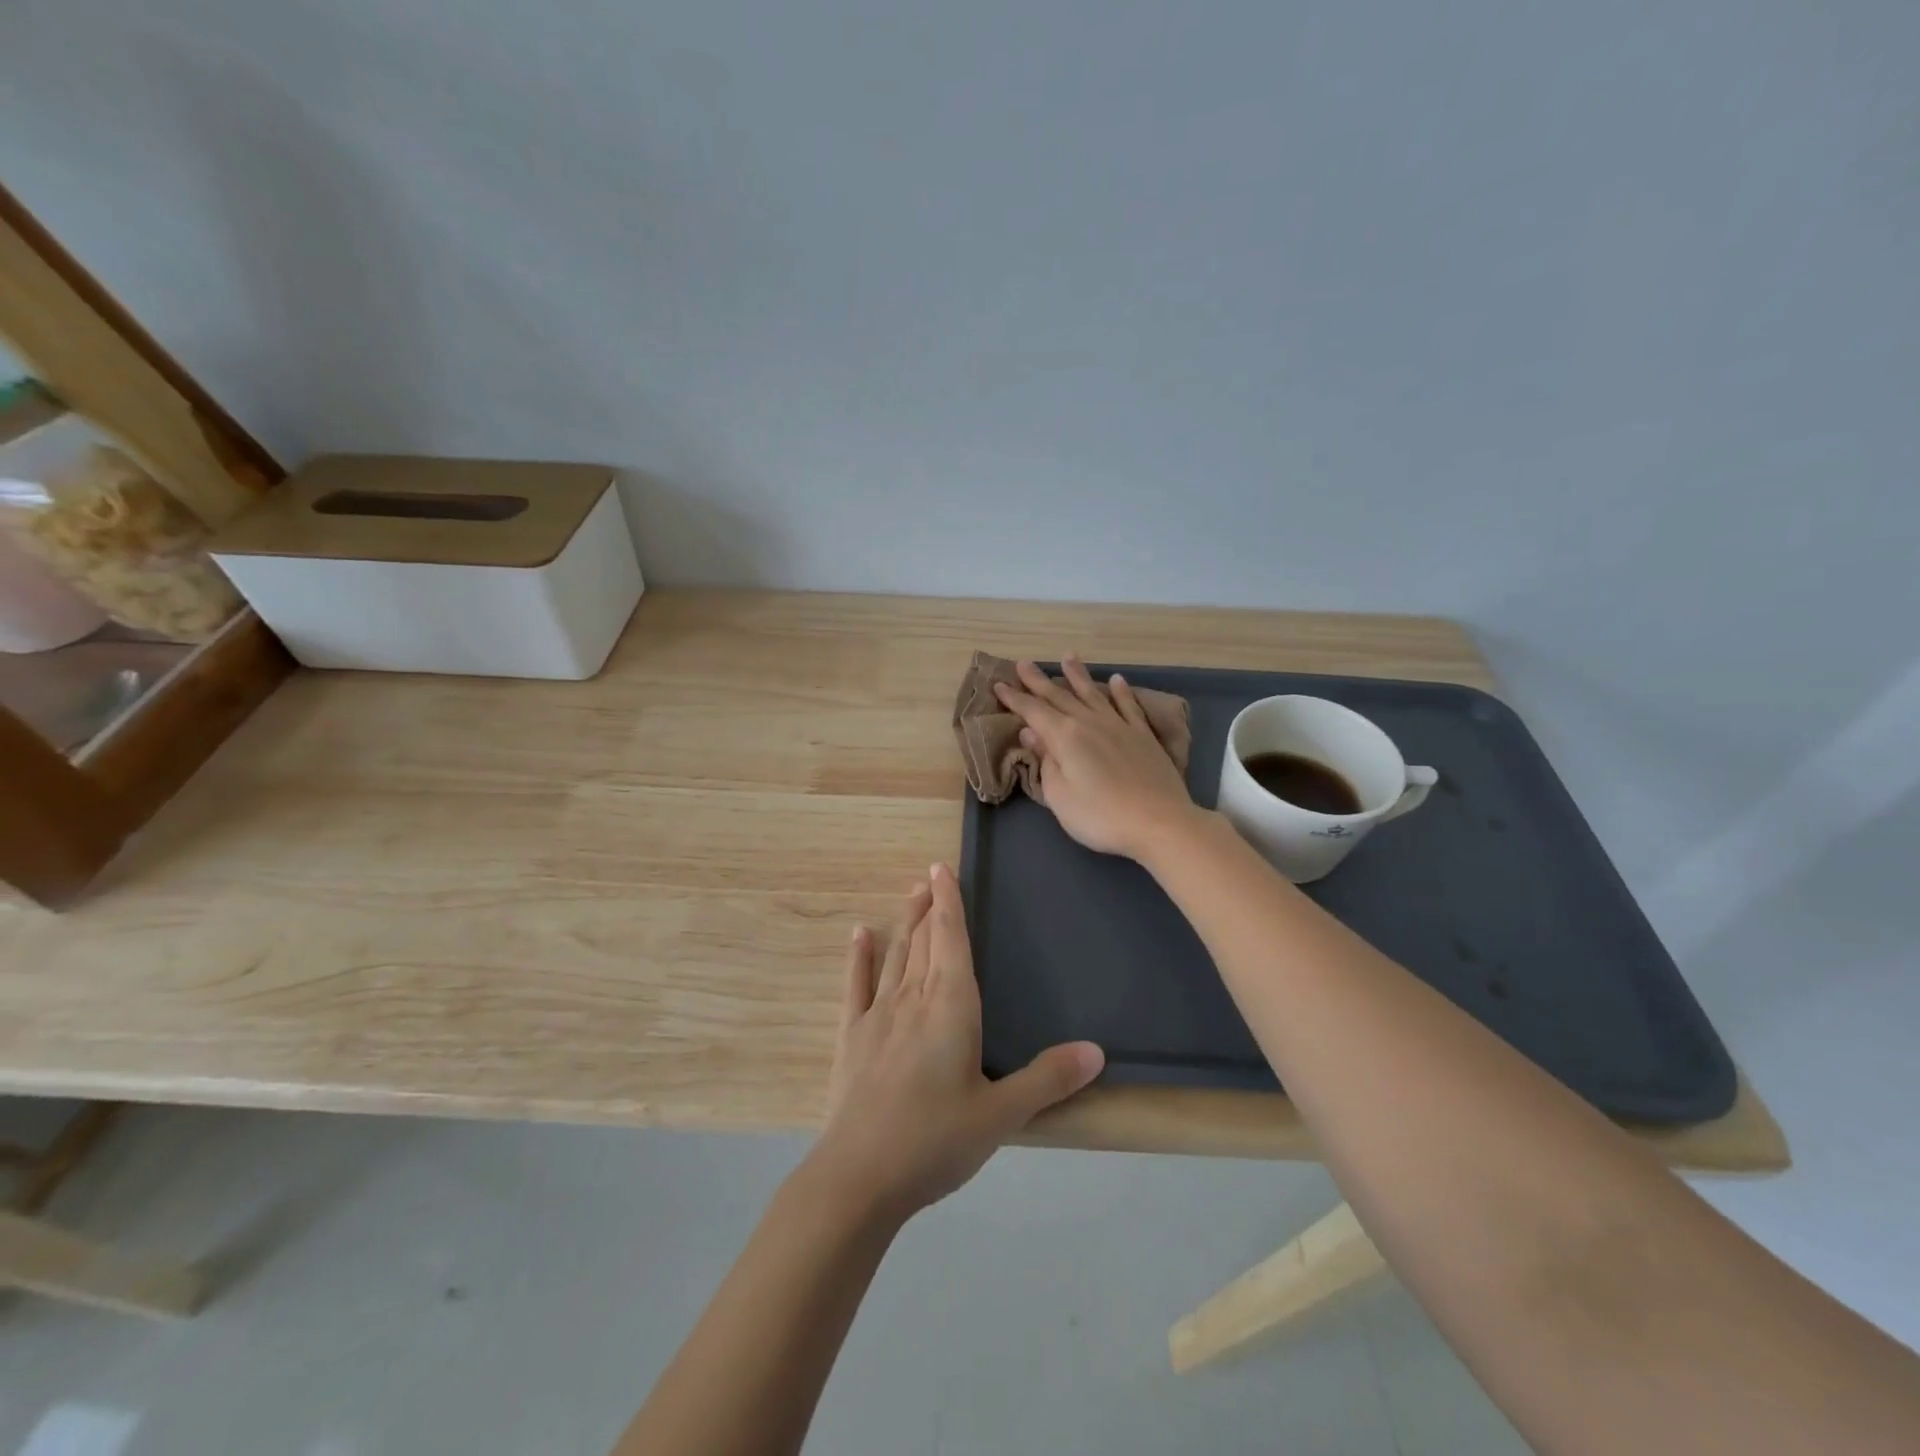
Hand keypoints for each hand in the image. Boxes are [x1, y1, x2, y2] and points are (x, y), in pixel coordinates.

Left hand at [811, 864, 1103, 1220]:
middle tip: (931, 877)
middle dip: (931, 906)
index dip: (950, 902)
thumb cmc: (935, 1141)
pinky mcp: (852, 1037)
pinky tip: (860, 933)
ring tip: (911, 894)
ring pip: (896, 955)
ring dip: (905, 923)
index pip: (952, 939)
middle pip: (925, 940)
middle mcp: (913, 998)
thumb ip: (1047, 1079)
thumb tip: (1096, 1051)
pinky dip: (859, 957)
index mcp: (951, 1006)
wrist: (859, 1177)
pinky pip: (856, 985)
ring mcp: (878, 1015)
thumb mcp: (1001, 1115)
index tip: (944, 869)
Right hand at [993, 655, 1198, 859]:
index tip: (999, 684)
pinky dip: (1121, 692)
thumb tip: (1031, 733)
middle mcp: (1090, 723)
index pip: (1033, 712)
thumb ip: (1046, 762)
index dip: (1015, 698)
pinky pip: (1128, 706)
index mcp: (1065, 737)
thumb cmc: (1100, 816)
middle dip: (1038, 681)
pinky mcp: (1143, 736)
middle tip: (1023, 663)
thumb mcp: (1060, 796)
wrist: (1159, 822)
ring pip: (1093, 694)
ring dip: (1078, 675)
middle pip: (1060, 696)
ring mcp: (1119, 726)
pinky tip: (1117, 680)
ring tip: (1068, 657)